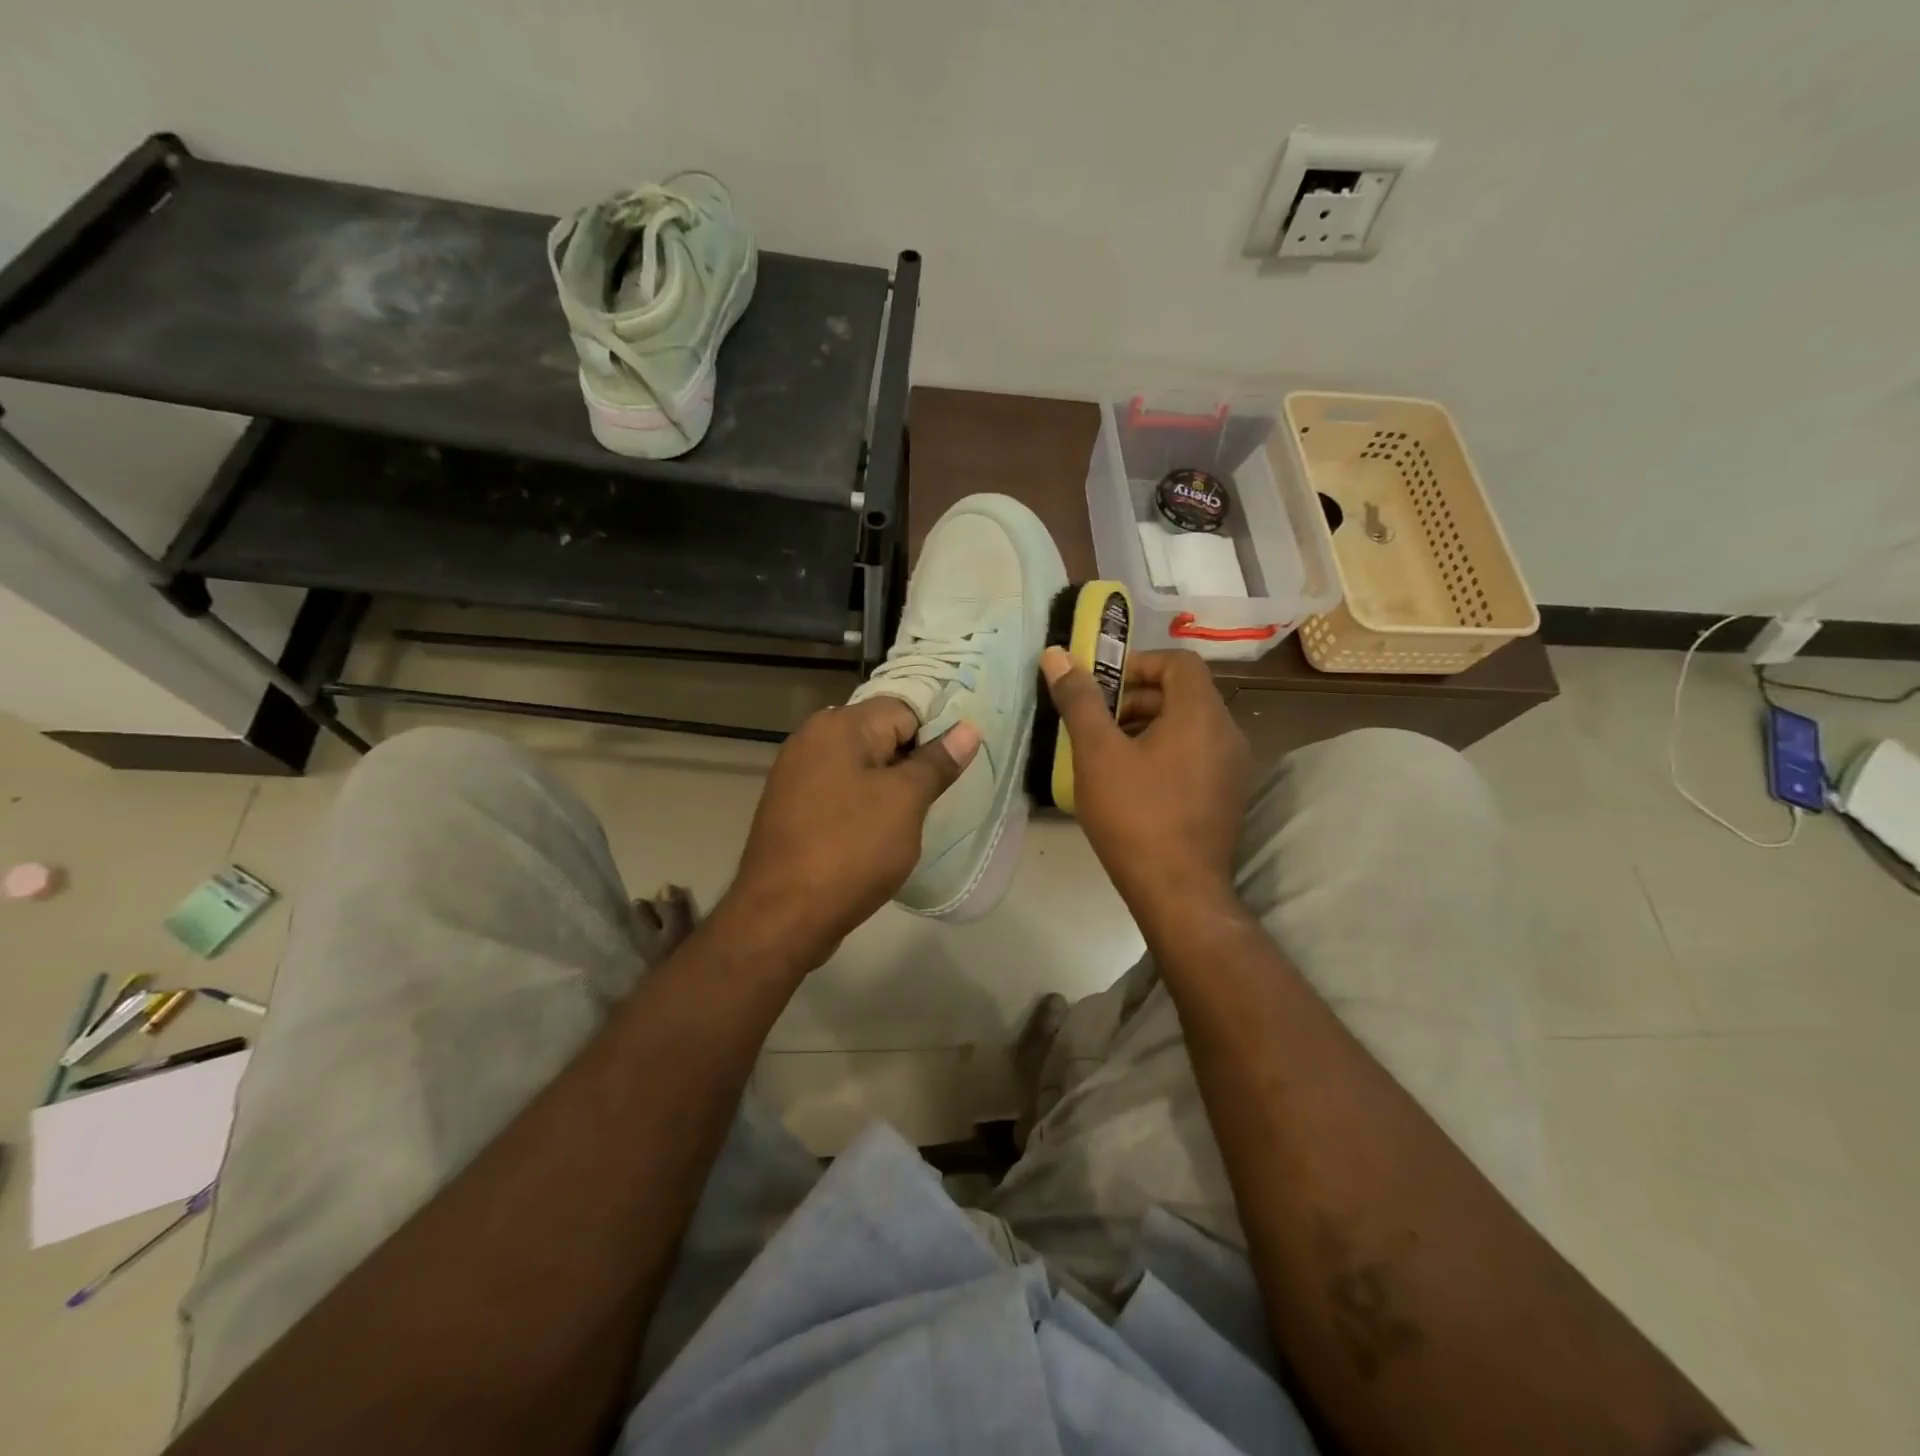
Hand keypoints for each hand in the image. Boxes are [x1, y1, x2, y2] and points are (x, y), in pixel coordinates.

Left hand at [719, 697, 978, 966]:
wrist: (782, 915)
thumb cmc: (850, 849)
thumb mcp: (905, 802)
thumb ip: (936, 762)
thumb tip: (968, 729)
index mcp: (838, 726)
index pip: (903, 709)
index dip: (934, 735)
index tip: (951, 771)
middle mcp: (812, 739)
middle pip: (880, 735)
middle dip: (911, 762)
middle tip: (937, 797)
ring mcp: (797, 775)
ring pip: (861, 767)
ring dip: (889, 788)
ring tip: (911, 819)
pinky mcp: (793, 808)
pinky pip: (841, 792)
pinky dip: (863, 806)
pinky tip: (878, 835)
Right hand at [1041, 646, 1250, 925]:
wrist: (1178, 893)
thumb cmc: (1135, 816)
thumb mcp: (1097, 754)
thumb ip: (1079, 700)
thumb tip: (1056, 654)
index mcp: (1202, 714)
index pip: (1178, 662)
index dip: (1138, 664)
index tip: (1102, 687)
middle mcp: (1228, 734)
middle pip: (1183, 694)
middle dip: (1136, 698)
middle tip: (1096, 722)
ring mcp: (1232, 768)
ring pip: (1188, 726)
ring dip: (1147, 726)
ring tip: (1107, 753)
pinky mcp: (1227, 796)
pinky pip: (1195, 754)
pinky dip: (1164, 752)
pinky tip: (1131, 782)